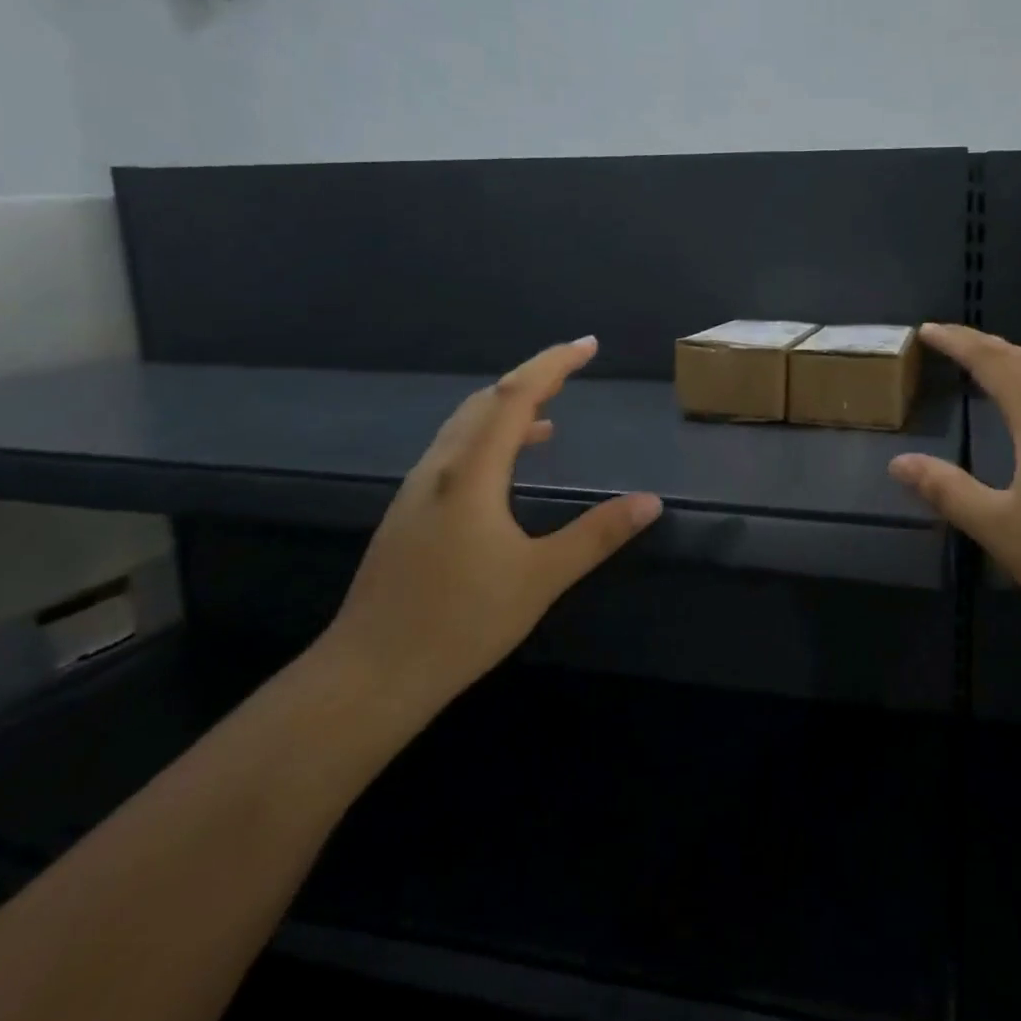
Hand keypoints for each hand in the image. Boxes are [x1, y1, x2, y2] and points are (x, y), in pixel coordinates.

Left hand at [321, 337, 661, 718]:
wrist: (369, 675)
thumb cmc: (461, 622)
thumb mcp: (541, 578)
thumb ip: (597, 534)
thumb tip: (651, 501)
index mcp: (470, 474)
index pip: (514, 397)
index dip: (553, 365)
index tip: (588, 345)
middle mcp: (439, 469)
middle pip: (485, 402)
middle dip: (531, 378)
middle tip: (573, 368)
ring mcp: (418, 491)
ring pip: (465, 427)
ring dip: (507, 410)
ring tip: (550, 416)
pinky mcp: (409, 514)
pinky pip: (455, 453)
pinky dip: (489, 440)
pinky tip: (507, 469)